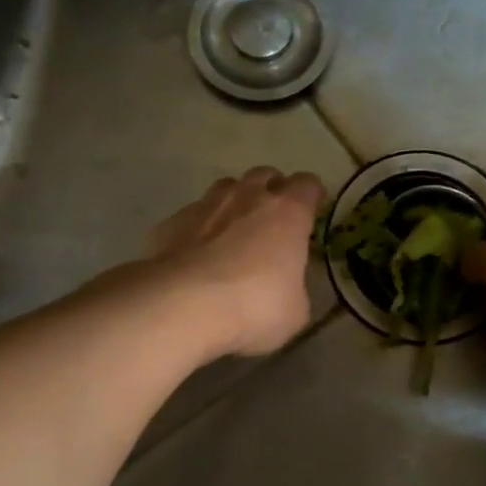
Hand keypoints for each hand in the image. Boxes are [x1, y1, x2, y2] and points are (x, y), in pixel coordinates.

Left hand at [146, 167, 327, 358]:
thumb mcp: (295, 310)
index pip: (308, 185)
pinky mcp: (172, 222)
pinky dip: (200, 228)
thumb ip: (295, 289)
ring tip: (234, 231)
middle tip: (273, 220)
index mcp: (288, 212)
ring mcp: (207, 205)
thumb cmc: (254, 305)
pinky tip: (197, 254)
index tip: (312, 211)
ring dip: (235, 202)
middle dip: (272, 191)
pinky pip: (193, 215)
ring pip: (227, 188)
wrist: (182, 305)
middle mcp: (249, 197)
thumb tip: (287, 288)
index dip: (312, 196)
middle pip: (266, 175)